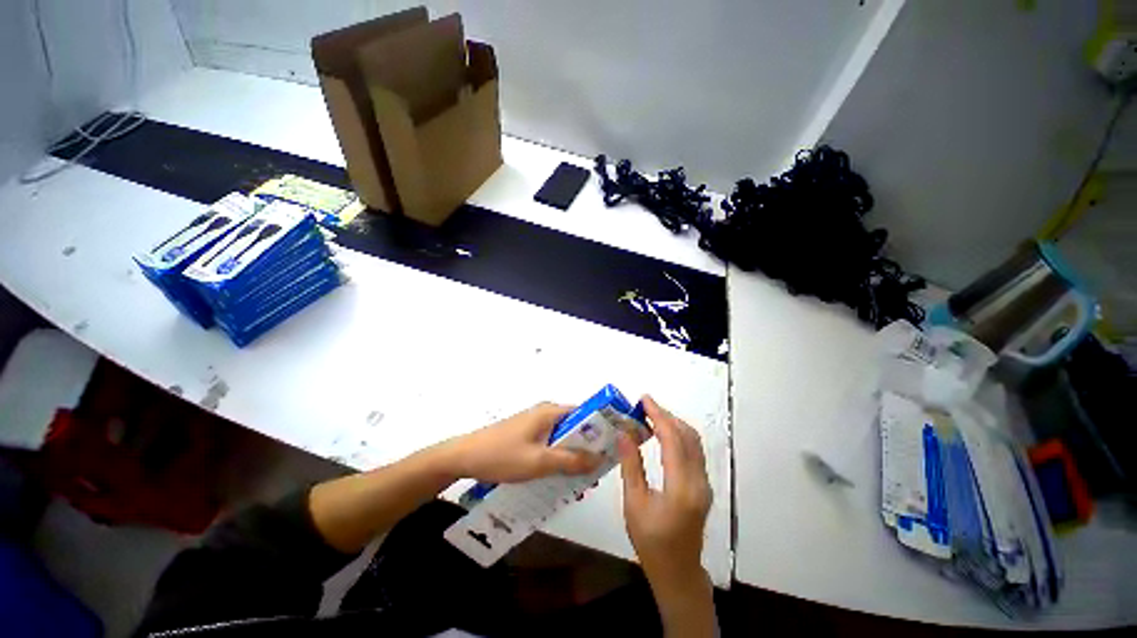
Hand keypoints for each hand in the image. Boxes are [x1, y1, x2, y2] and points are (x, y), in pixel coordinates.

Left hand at [446, 402, 601, 483]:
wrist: (464, 457)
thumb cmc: (502, 455)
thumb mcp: (539, 462)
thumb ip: (570, 460)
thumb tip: (600, 459)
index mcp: (551, 411)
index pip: (586, 414)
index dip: (602, 429)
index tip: (614, 449)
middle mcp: (547, 413)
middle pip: (577, 428)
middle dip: (589, 449)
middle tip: (597, 474)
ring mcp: (536, 424)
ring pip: (564, 439)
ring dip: (574, 457)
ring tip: (582, 483)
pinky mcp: (528, 435)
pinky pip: (552, 444)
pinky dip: (560, 458)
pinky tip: (561, 479)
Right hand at [618, 395, 711, 584]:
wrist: (678, 571)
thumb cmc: (651, 541)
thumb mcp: (634, 504)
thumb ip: (631, 465)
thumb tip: (624, 433)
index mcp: (682, 488)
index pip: (673, 440)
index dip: (659, 415)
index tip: (644, 399)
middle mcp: (699, 481)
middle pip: (687, 436)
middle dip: (666, 415)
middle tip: (644, 405)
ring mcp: (705, 483)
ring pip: (694, 441)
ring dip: (674, 424)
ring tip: (651, 415)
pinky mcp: (703, 485)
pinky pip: (694, 451)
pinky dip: (679, 436)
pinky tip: (663, 434)